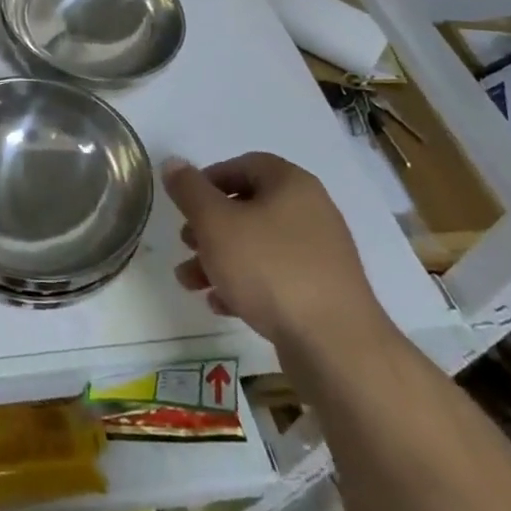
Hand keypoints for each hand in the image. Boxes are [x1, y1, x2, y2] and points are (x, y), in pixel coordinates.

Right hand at [164, 153, 388, 358]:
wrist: (337, 347)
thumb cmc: (269, 269)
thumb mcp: (215, 222)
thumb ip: (189, 190)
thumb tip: (173, 163)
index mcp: (291, 184)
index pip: (243, 165)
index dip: (208, 180)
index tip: (185, 204)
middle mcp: (311, 212)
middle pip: (247, 208)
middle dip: (208, 227)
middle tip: (186, 243)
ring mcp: (320, 255)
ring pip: (257, 246)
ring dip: (219, 259)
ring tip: (190, 282)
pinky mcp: (322, 292)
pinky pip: (275, 277)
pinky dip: (245, 285)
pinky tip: (221, 305)